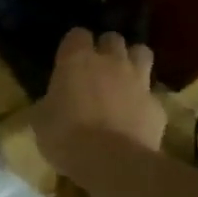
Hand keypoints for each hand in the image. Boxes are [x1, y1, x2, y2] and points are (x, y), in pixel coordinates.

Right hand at [34, 29, 165, 182]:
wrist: (112, 162)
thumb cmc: (66, 137)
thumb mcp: (40, 121)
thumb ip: (48, 103)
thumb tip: (51, 103)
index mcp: (76, 61)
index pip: (77, 34)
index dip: (73, 45)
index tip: (67, 60)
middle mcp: (111, 62)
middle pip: (113, 39)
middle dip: (106, 49)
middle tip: (96, 69)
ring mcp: (138, 81)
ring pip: (142, 54)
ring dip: (132, 62)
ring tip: (122, 80)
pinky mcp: (157, 105)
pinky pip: (151, 94)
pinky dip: (143, 101)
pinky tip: (134, 117)